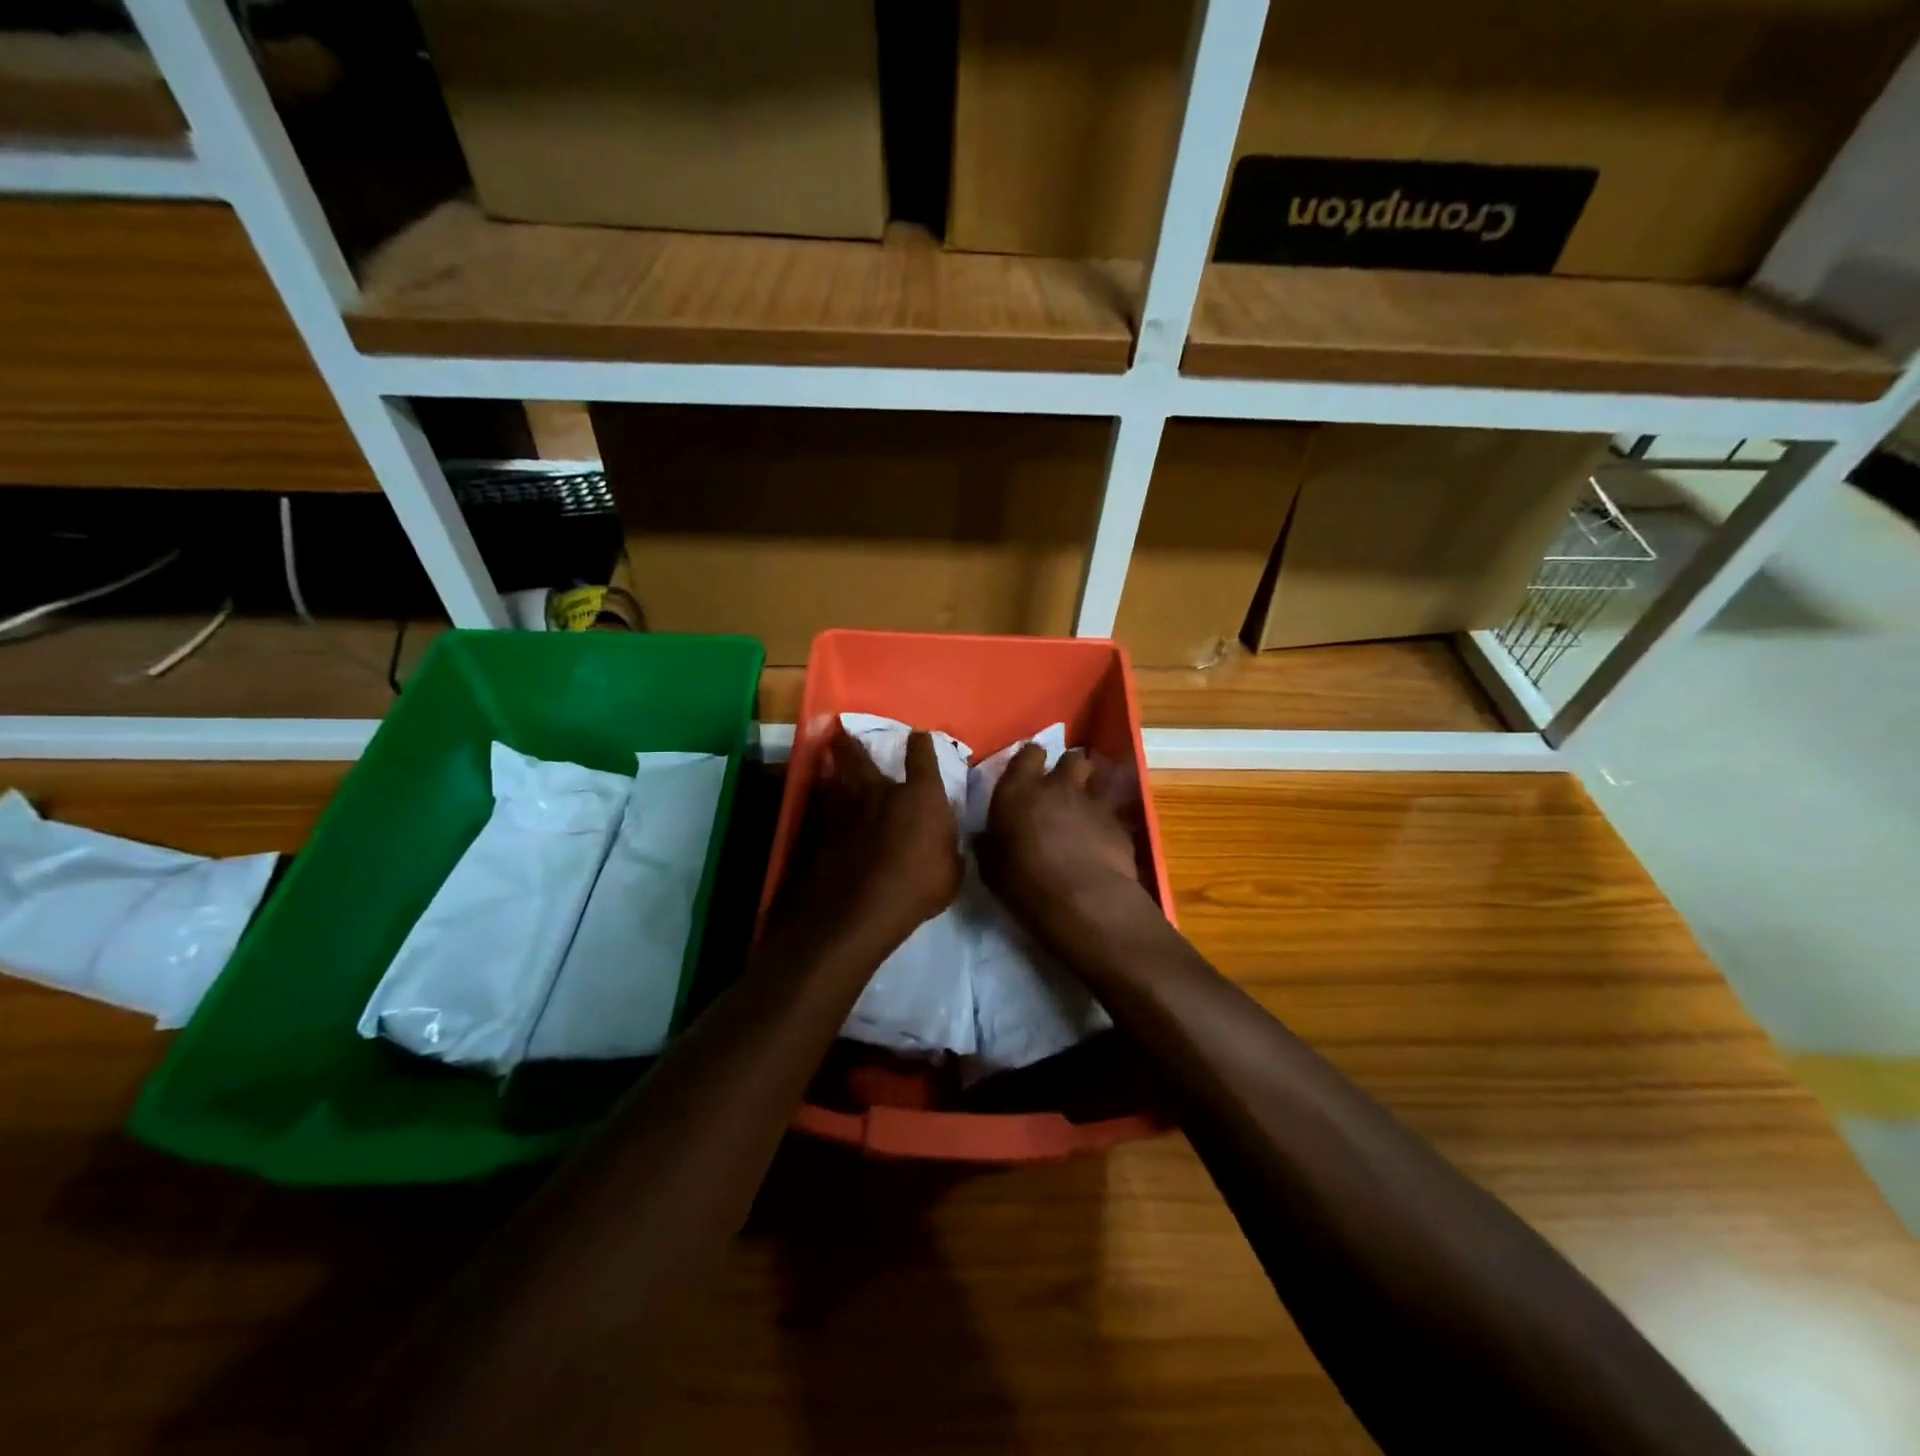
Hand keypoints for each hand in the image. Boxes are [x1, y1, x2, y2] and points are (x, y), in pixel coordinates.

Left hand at [778, 725, 962, 955]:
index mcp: (921, 796)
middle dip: (854, 743)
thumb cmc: (919, 887)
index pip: (923, 757)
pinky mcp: (821, 828)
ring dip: (831, 763)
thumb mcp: (951, 870)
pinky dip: (820, 798)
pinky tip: (817, 799)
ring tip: (825, 754)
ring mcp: (846, 807)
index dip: (921, 744)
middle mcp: (882, 790)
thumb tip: (943, 839)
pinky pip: (820, 804)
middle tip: (844, 732)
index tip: (919, 736)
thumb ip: (946, 846)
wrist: (861, 907)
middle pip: (864, 756)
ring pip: (835, 775)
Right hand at [975, 745, 1152, 952]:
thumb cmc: (1025, 883)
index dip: (1031, 761)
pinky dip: (1107, 819)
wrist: (1082, 900)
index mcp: (1019, 790)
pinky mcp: (1118, 821)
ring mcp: (1092, 800)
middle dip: (1068, 770)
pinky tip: (1103, 837)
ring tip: (1085, 808)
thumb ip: (989, 844)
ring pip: (1097, 777)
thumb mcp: (991, 867)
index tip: (1029, 775)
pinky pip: (1113, 809)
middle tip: (1062, 790)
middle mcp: (1058, 785)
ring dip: (1090, 788)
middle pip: (1071, 759)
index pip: (1029, 754)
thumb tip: (984, 837)